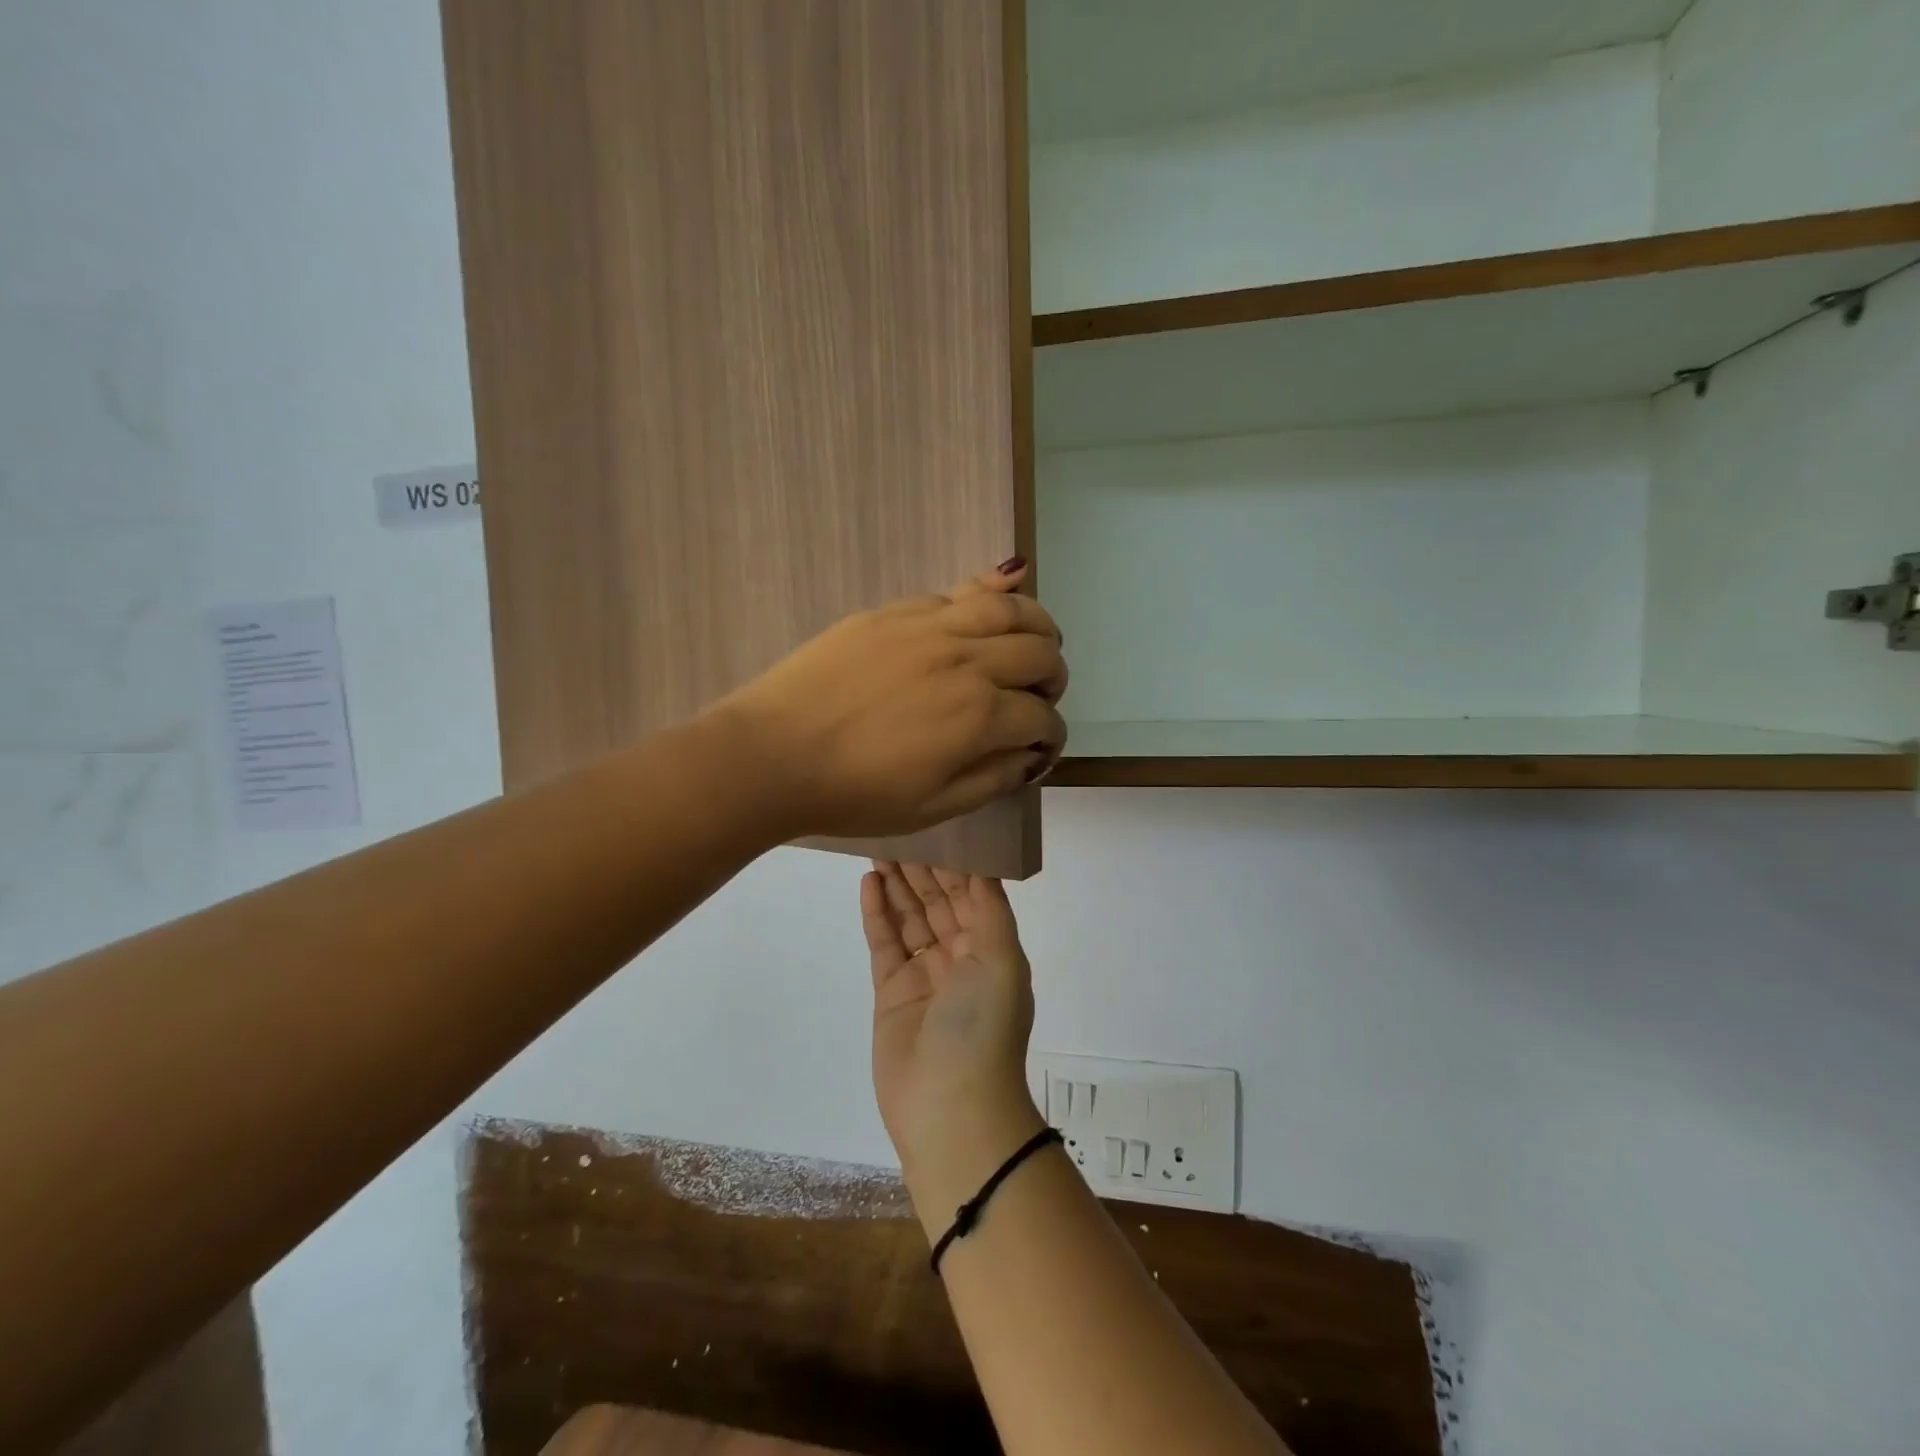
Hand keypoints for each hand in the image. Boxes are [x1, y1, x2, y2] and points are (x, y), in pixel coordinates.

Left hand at [710, 562, 1066, 839]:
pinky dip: (989, 593)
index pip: (1041, 718)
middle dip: (1054, 678)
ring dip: (1036, 624)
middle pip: (1038, 654)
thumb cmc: (853, 794)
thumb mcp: (932, 808)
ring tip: (1035, 640)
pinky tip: (1000, 592)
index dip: (1051, 736)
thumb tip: (1030, 755)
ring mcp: (929, 628)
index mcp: (978, 717)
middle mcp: (966, 661)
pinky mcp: (894, 612)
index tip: (1042, 747)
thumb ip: (992, 779)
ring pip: (1008, 608)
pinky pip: (956, 592)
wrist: (773, 754)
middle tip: (1040, 696)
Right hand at [861, 862, 1045, 1230]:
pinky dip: (877, 914)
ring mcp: (924, 975)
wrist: (950, 1108)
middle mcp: (960, 957)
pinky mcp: (892, 992)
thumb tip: (982, 866)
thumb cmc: (983, 1027)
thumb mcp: (1002, 961)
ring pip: (909, 918)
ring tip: (878, 847)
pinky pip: (884, 944)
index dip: (956, 862)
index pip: (973, 894)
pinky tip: (869, 883)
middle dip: (922, 869)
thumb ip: (990, 910)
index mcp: (992, 949)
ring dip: (897, 885)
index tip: (938, 827)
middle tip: (898, 831)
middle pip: (938, 902)